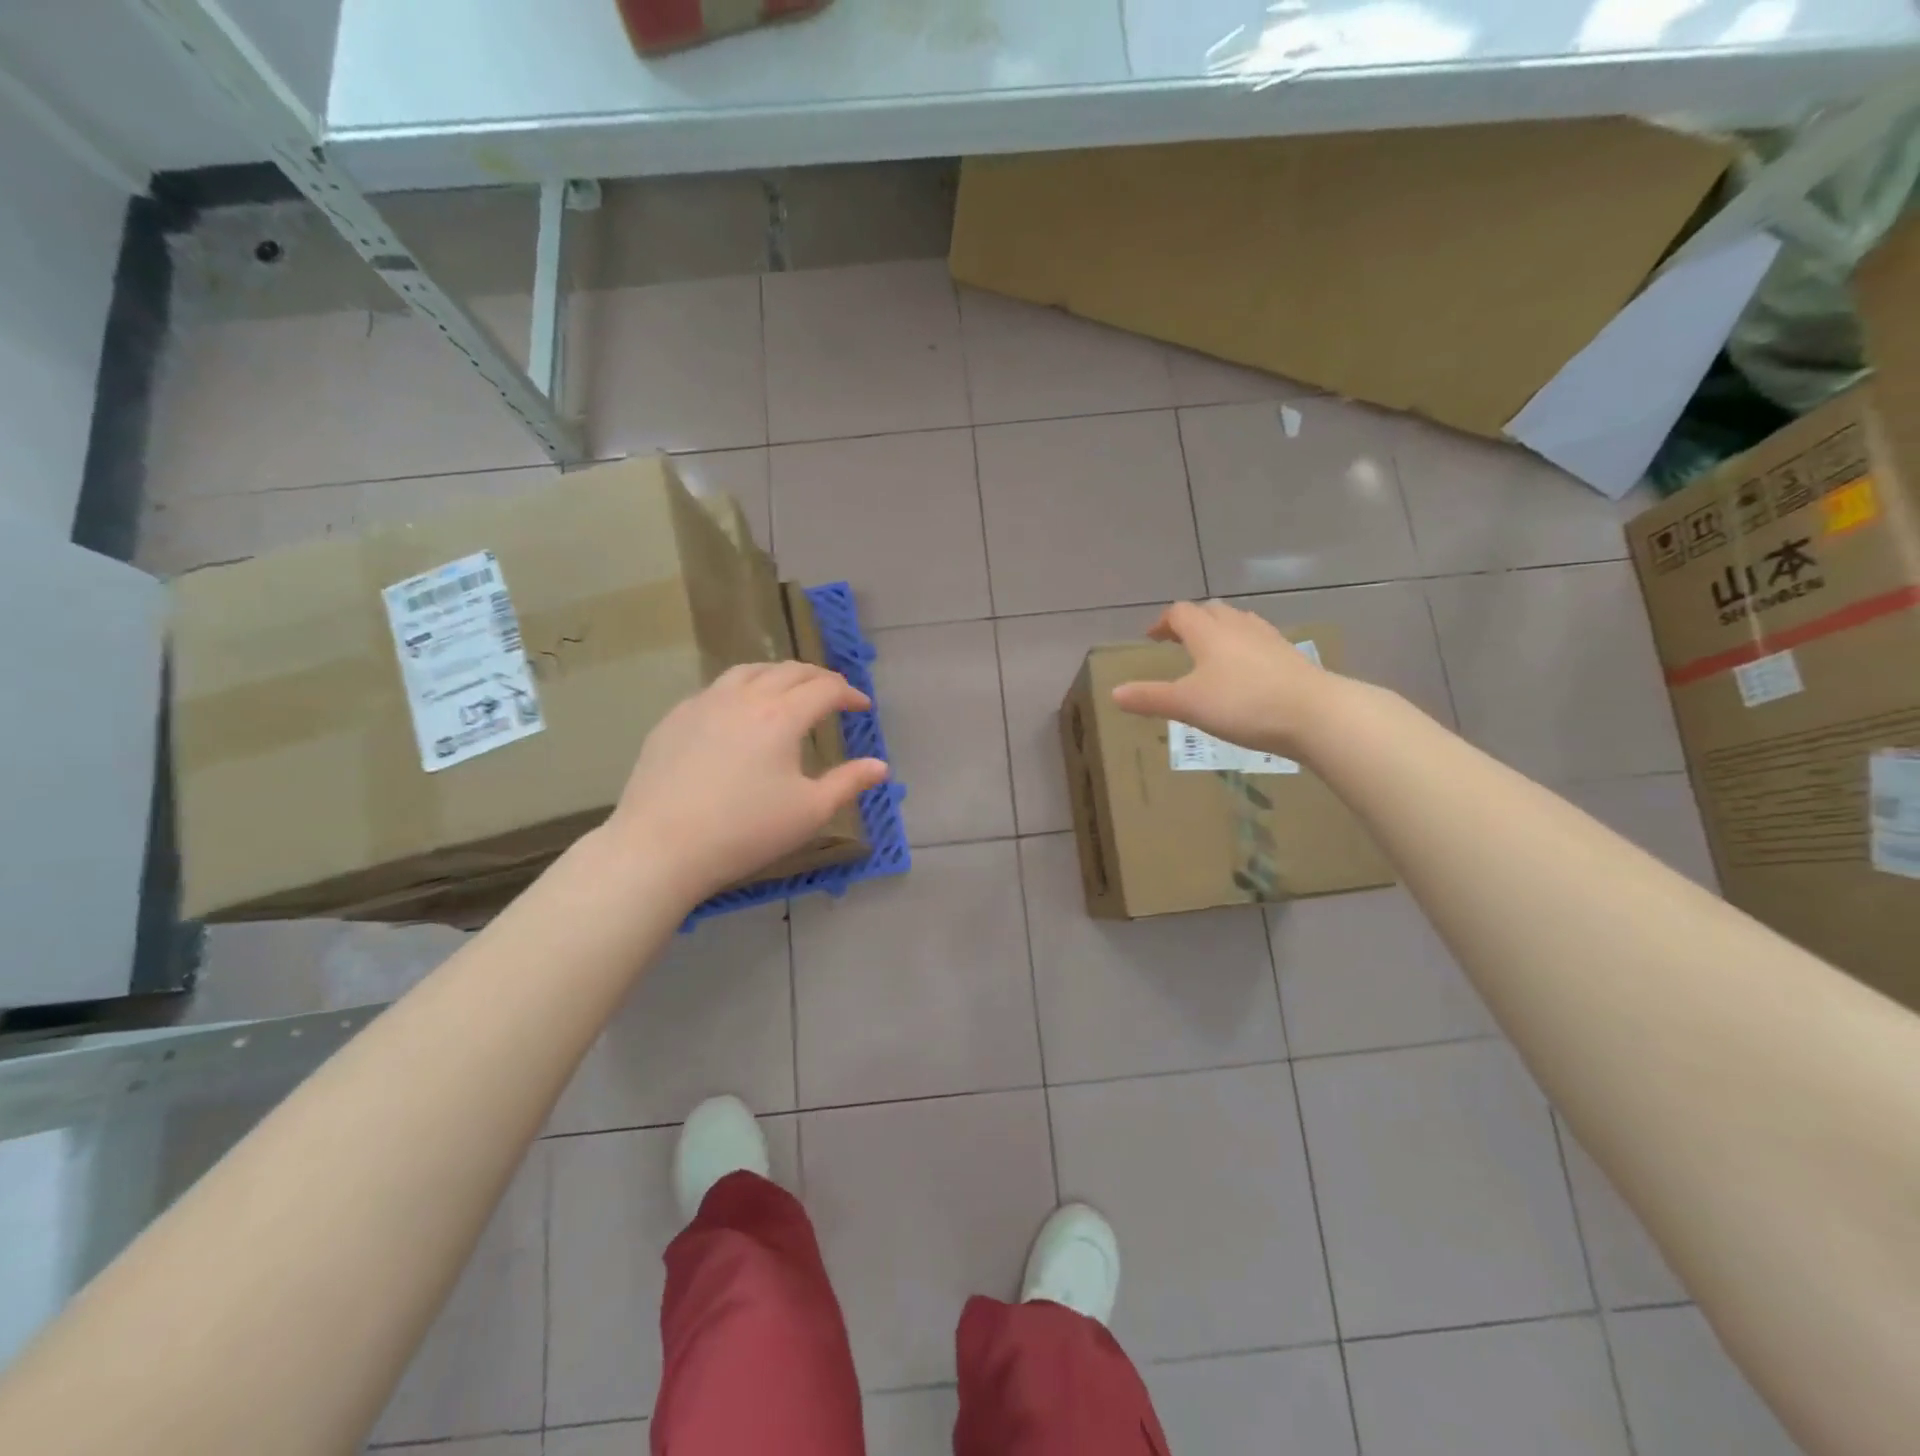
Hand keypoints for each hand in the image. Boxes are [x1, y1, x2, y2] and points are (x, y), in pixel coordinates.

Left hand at [607, 662, 888, 905]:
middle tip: (833, 693)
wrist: (661, 846)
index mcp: (782, 716)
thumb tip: (880, 766)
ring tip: (788, 688)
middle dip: (818, 678)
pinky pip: (716, 689)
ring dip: (778, 674)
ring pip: (749, 671)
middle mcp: (744, 697)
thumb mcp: (809, 812)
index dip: (849, 694)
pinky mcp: (674, 718)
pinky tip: (739, 711)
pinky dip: (741, 688)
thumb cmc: (745, 831)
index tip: (862, 708)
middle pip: (789, 671)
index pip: (825, 689)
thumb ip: (849, 783)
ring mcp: (704, 703)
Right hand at [1111, 600, 1331, 755]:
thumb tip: (1114, 693)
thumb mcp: (1187, 704)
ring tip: (1211, 653)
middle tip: (1179, 641)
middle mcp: (1237, 626)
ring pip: (1237, 622)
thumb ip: (1150, 698)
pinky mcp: (1289, 655)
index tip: (1152, 637)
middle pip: (1210, 611)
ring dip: (1219, 631)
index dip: (1163, 622)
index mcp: (1208, 632)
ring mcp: (1268, 638)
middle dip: (1191, 622)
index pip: (1180, 613)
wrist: (1314, 713)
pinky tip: (1246, 670)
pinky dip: (1244, 647)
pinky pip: (1258, 640)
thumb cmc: (1242, 704)